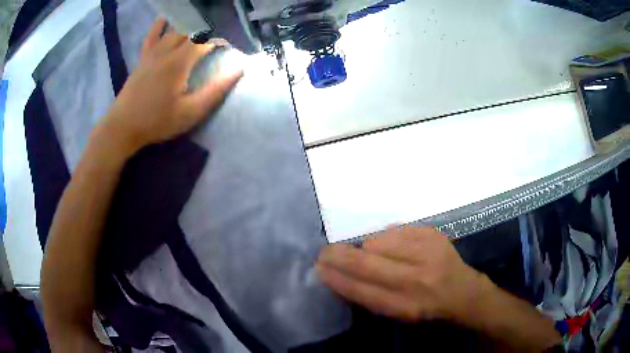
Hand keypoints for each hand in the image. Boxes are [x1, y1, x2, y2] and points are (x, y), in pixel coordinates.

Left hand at [100, 17, 242, 154]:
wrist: (123, 127)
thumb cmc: (157, 121)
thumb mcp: (191, 112)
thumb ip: (215, 90)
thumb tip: (238, 69)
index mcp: (180, 61)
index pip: (206, 39)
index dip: (222, 38)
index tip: (233, 43)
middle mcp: (167, 50)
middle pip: (191, 29)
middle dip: (209, 30)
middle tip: (219, 36)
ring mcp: (152, 52)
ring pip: (175, 29)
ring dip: (191, 25)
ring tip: (203, 25)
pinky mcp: (143, 57)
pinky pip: (153, 34)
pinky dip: (161, 24)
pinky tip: (168, 17)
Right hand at [317, 226, 484, 322]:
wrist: (462, 290)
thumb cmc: (425, 307)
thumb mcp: (397, 315)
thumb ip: (369, 297)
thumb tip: (339, 277)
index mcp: (404, 305)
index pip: (361, 290)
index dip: (336, 278)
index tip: (319, 268)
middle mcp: (415, 280)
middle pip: (365, 263)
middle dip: (338, 256)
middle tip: (325, 252)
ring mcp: (426, 253)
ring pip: (377, 241)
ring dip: (367, 247)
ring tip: (374, 254)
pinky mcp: (431, 234)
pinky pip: (393, 230)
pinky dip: (385, 238)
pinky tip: (392, 246)